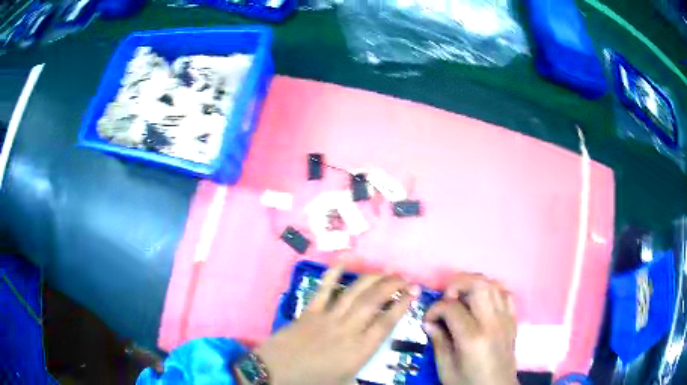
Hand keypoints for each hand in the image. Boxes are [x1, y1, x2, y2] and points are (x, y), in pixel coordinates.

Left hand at [239, 264, 419, 384]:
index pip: (387, 323)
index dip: (402, 305)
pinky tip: (345, 262)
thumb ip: (363, 376)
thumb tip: (379, 380)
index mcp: (359, 350)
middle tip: (404, 276)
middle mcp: (348, 329)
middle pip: (374, 301)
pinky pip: (324, 289)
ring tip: (386, 270)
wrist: (275, 372)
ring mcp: (328, 317)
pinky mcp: (310, 311)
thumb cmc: (312, 381)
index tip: (414, 292)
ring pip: (354, 292)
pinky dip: (334, 274)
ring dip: (372, 279)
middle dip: (392, 285)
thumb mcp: (344, 383)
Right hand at [424, 274, 517, 384]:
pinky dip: (492, 291)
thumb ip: (439, 342)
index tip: (428, 320)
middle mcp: (492, 322)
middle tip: (446, 297)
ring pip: (493, 284)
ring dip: (474, 284)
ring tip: (461, 297)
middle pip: (478, 284)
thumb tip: (429, 323)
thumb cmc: (468, 383)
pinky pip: (505, 294)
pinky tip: (481, 302)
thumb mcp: (446, 368)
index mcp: (472, 337)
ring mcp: (506, 319)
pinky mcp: (513, 320)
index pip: (452, 307)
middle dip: (457, 284)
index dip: (434, 309)